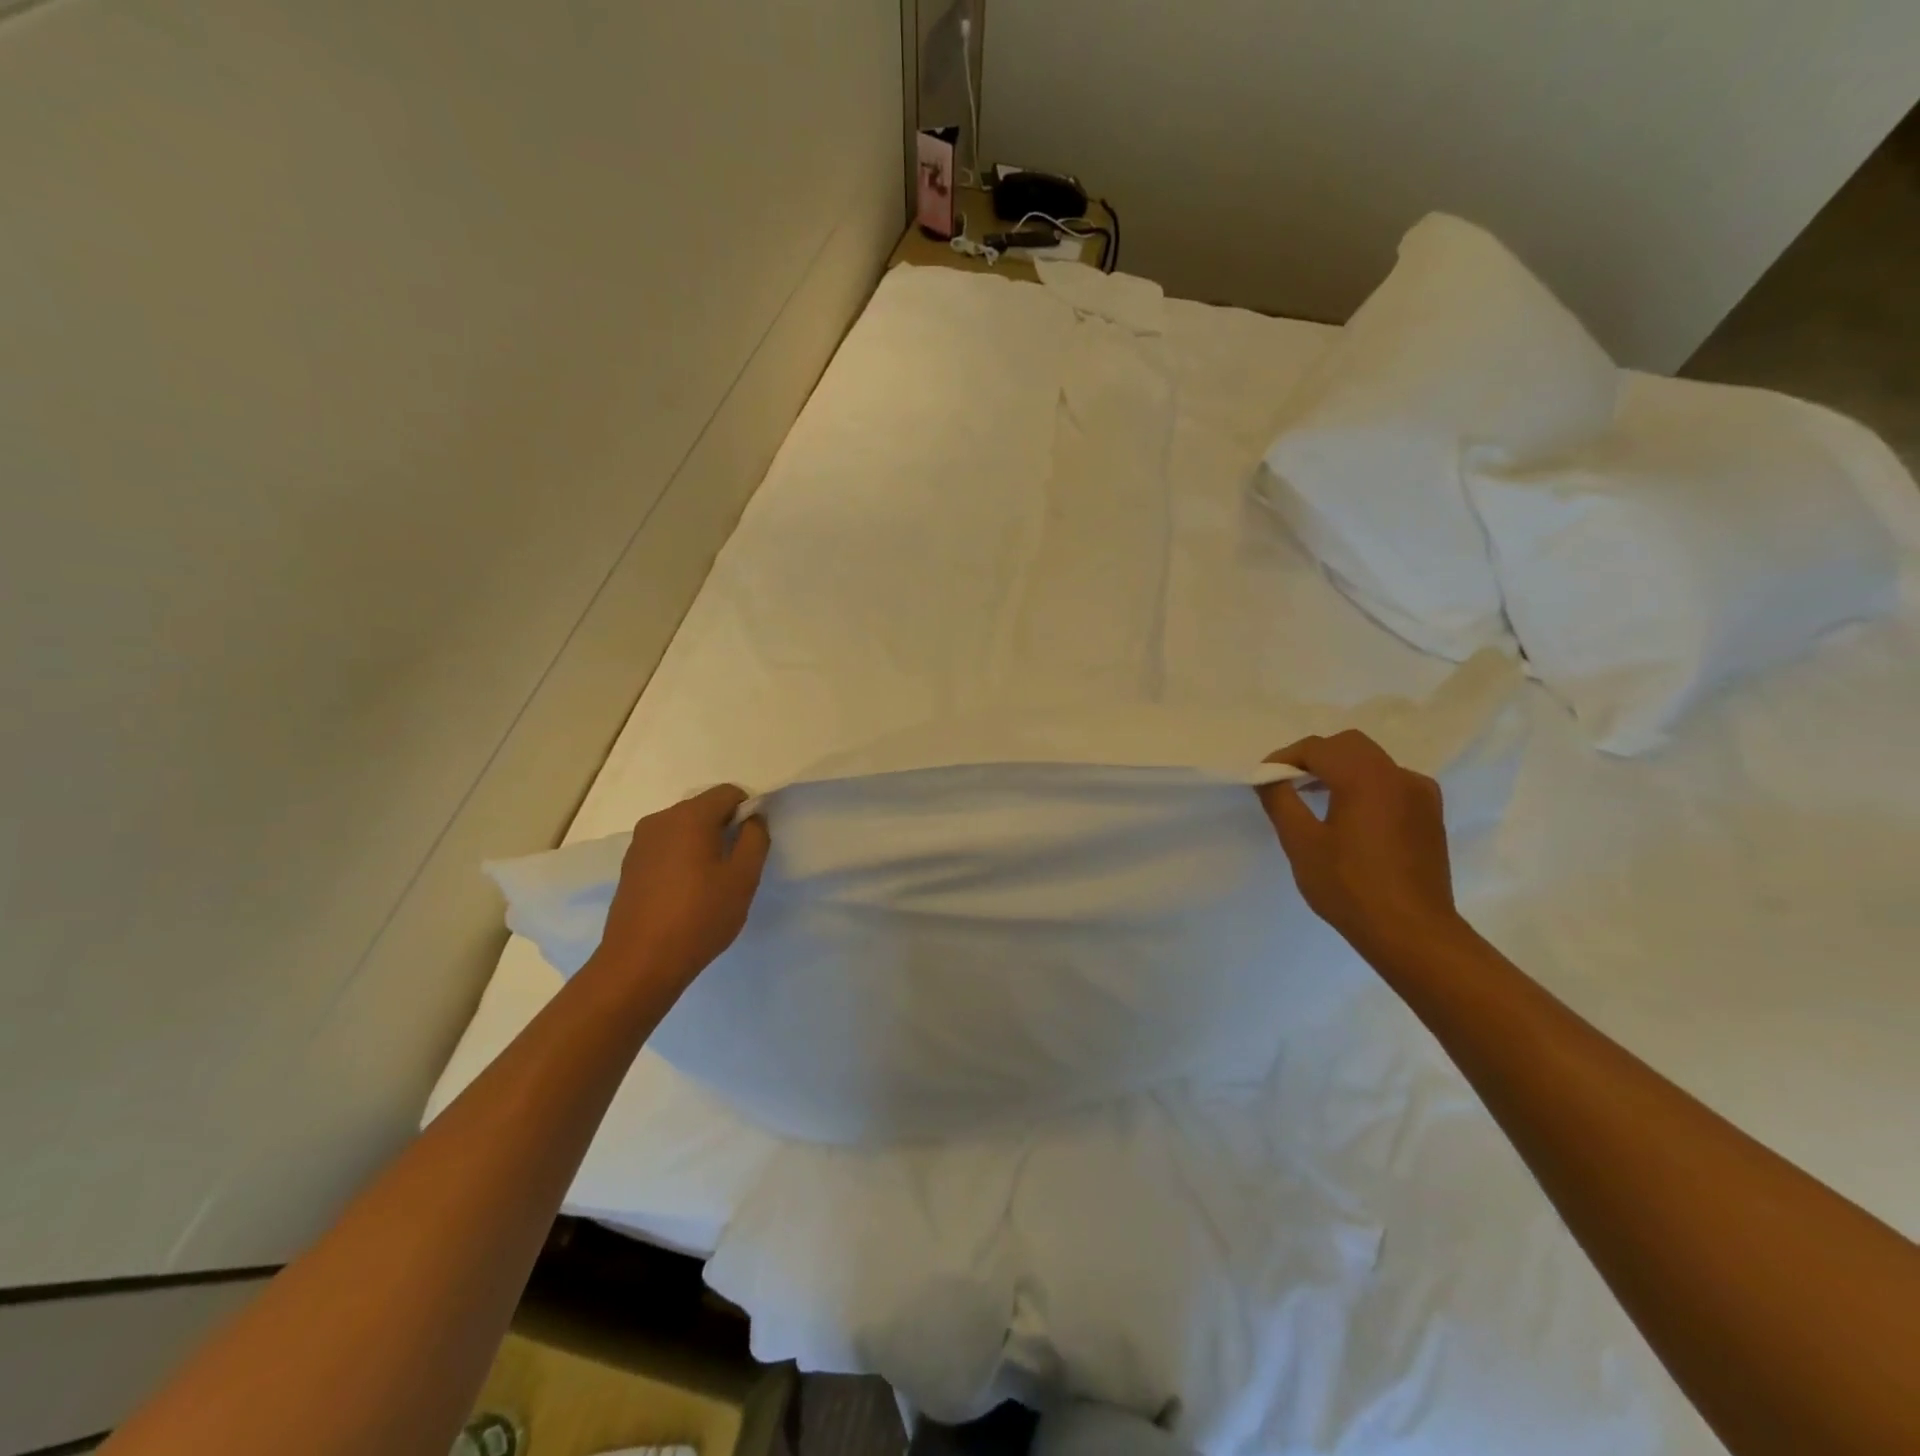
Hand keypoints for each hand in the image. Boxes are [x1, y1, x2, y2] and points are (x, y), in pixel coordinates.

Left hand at [594, 785, 769, 988]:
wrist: (639, 963)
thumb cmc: (699, 917)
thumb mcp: (743, 878)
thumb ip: (755, 839)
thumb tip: (752, 819)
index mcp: (689, 816)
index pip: (728, 792)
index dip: (748, 811)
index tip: (753, 844)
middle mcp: (660, 820)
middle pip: (703, 808)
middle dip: (724, 828)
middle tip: (736, 867)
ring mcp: (640, 843)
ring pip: (683, 829)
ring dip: (702, 844)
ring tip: (710, 883)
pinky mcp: (629, 865)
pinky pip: (666, 848)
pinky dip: (681, 859)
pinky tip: (685, 893)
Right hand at [1257, 730, 1462, 961]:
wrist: (1413, 933)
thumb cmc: (1349, 887)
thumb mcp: (1301, 843)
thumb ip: (1280, 800)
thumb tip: (1268, 777)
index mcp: (1366, 778)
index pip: (1318, 748)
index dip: (1286, 757)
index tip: (1264, 777)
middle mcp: (1399, 776)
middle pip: (1349, 746)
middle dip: (1314, 757)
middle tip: (1288, 782)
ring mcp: (1420, 795)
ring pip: (1373, 762)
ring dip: (1340, 769)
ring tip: (1314, 798)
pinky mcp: (1430, 816)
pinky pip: (1391, 784)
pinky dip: (1365, 786)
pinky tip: (1350, 816)